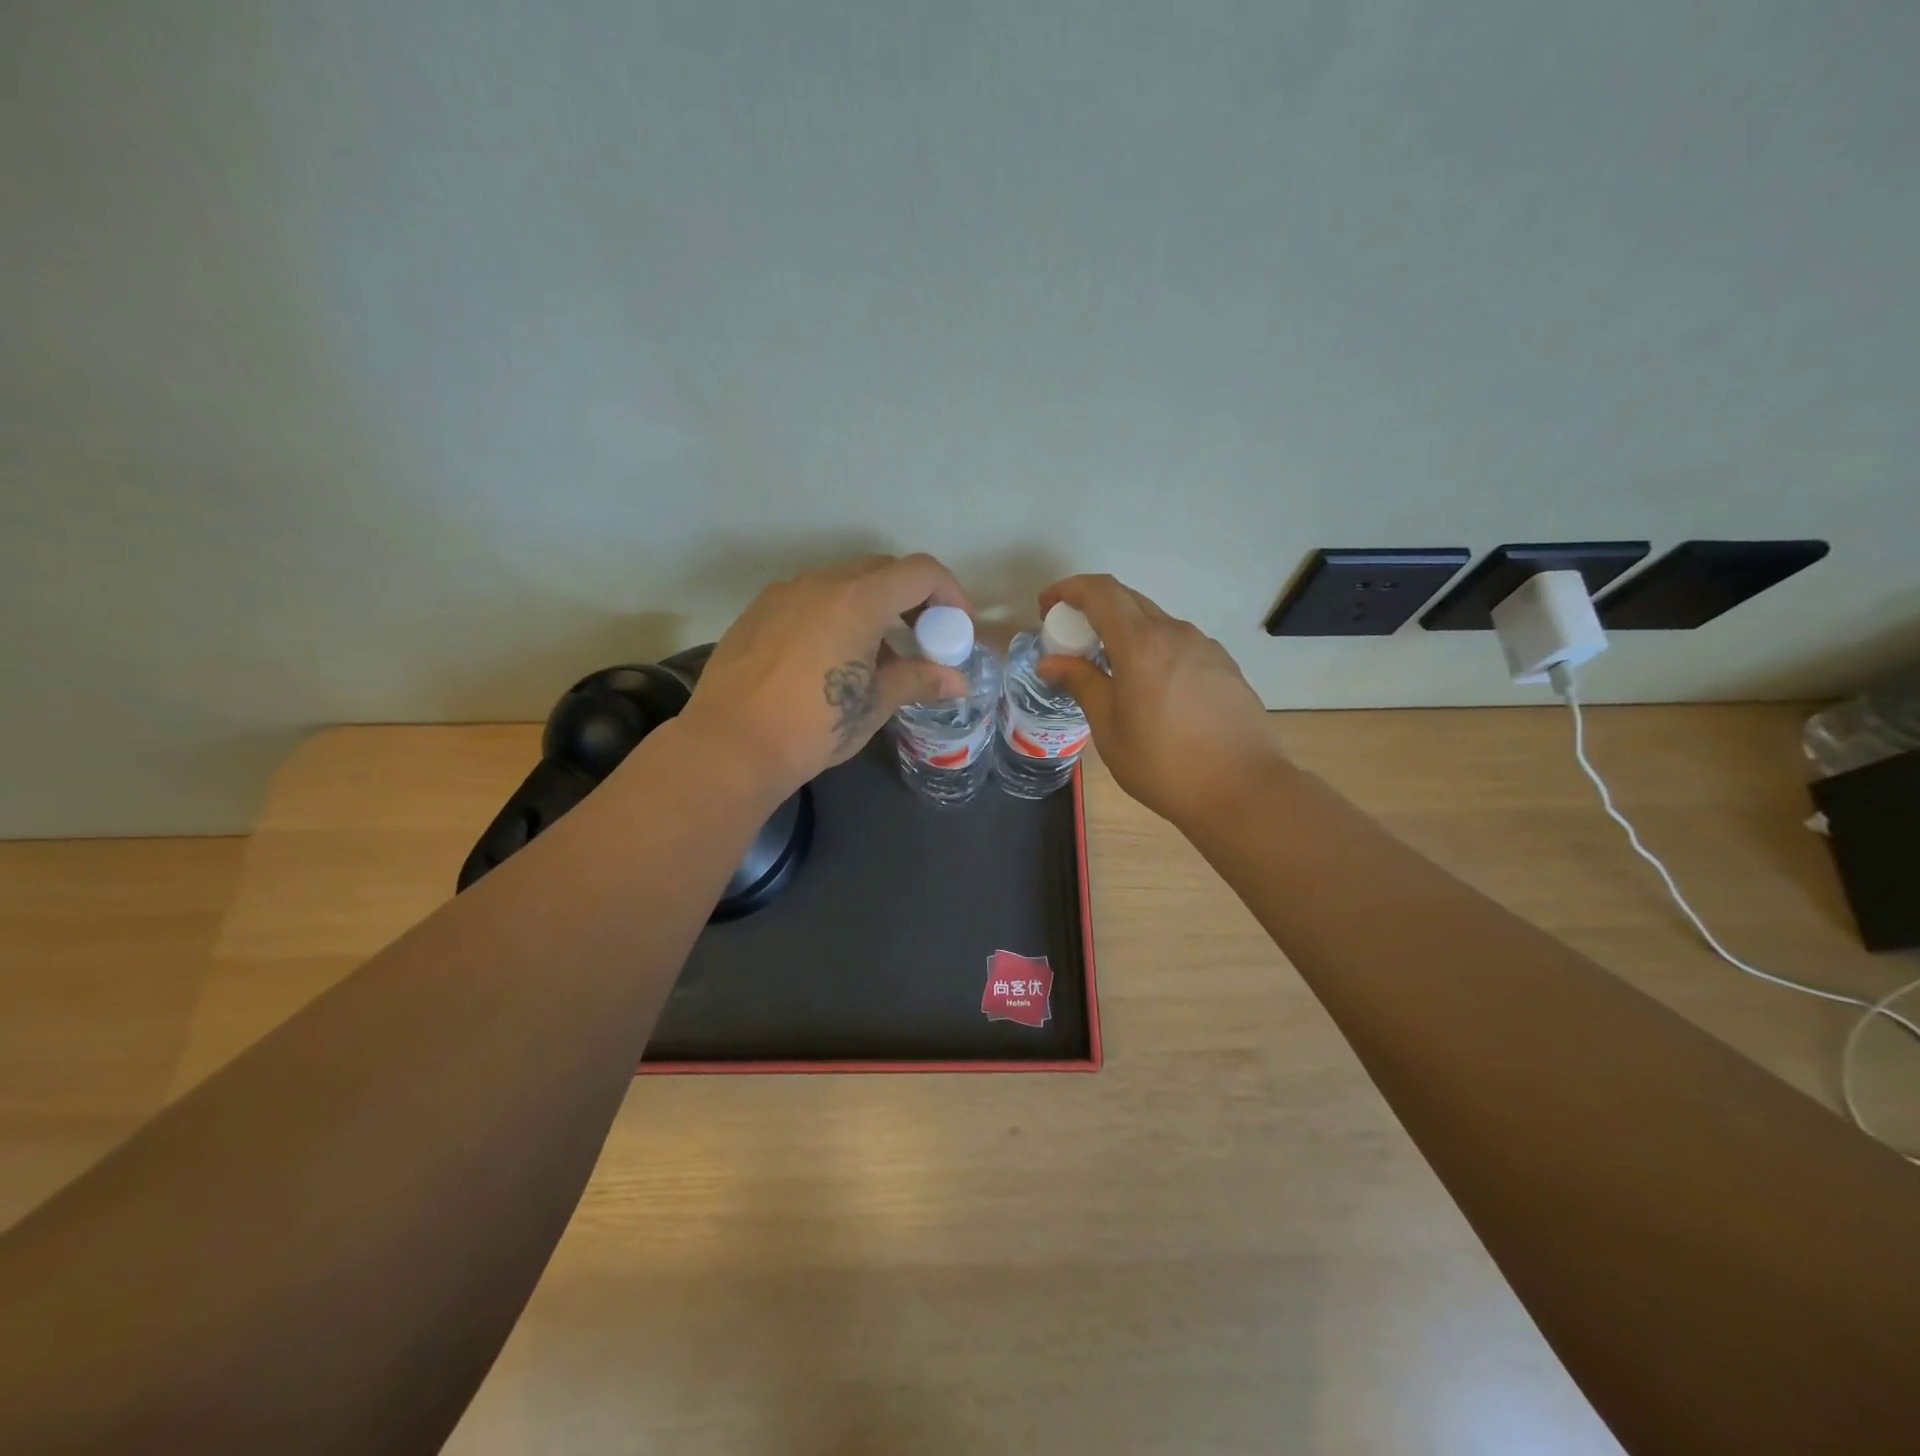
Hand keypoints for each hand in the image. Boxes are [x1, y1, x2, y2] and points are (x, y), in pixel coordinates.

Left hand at [679, 555, 973, 798]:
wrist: (730, 747)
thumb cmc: (814, 725)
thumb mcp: (874, 704)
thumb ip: (919, 680)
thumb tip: (958, 682)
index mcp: (857, 600)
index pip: (920, 572)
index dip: (950, 594)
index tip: (956, 630)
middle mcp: (820, 583)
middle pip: (882, 572)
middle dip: (912, 600)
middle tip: (923, 641)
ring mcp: (783, 594)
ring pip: (843, 585)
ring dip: (872, 610)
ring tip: (876, 659)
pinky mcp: (757, 613)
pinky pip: (810, 601)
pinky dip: (835, 617)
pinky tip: (830, 662)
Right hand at [1037, 575, 1283, 825]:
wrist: (1244, 790)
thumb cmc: (1164, 764)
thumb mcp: (1110, 729)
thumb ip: (1082, 684)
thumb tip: (1050, 662)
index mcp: (1141, 644)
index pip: (1100, 592)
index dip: (1069, 590)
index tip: (1047, 607)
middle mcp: (1175, 633)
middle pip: (1128, 600)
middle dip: (1092, 608)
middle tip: (1070, 638)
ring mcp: (1205, 647)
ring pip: (1155, 622)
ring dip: (1124, 631)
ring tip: (1108, 668)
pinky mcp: (1223, 666)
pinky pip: (1178, 643)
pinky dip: (1152, 649)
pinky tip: (1149, 687)